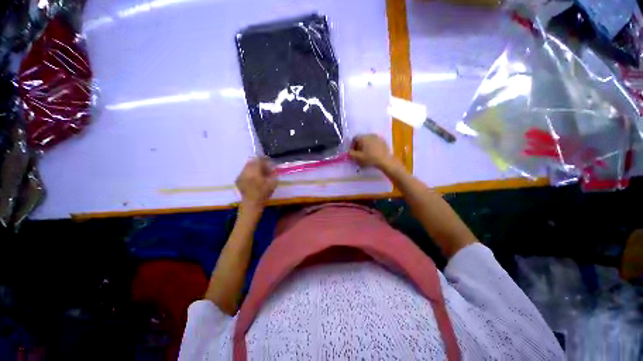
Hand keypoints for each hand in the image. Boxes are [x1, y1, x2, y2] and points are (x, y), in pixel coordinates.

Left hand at [236, 158, 276, 209]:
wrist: (252, 204)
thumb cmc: (264, 194)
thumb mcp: (273, 183)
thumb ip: (273, 173)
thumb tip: (272, 167)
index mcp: (254, 171)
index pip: (259, 160)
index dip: (265, 159)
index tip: (269, 161)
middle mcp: (245, 171)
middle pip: (251, 161)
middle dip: (258, 162)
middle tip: (265, 167)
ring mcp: (240, 175)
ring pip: (247, 166)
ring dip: (254, 167)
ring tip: (259, 172)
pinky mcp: (238, 180)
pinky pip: (244, 172)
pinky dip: (249, 172)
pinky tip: (254, 178)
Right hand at [349, 134, 398, 169]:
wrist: (385, 160)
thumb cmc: (370, 158)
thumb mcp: (358, 158)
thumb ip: (351, 154)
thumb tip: (349, 151)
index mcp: (363, 137)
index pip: (355, 138)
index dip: (352, 145)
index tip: (353, 152)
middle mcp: (370, 135)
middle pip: (361, 139)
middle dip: (359, 145)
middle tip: (359, 153)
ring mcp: (378, 137)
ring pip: (368, 140)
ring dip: (366, 146)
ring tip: (366, 154)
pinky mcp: (383, 141)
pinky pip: (375, 142)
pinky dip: (372, 146)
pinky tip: (373, 153)